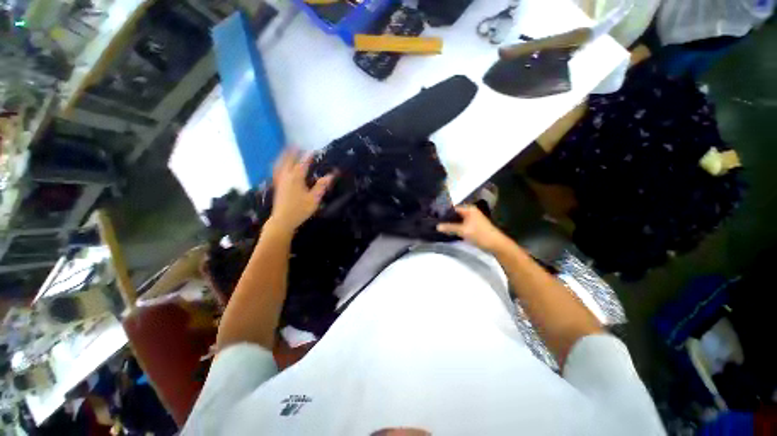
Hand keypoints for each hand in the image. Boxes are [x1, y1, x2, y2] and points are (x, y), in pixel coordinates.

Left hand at [269, 148, 334, 232]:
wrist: (283, 220)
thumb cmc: (300, 209)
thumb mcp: (314, 198)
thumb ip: (322, 186)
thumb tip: (331, 175)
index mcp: (296, 178)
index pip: (303, 164)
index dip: (308, 157)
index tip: (313, 151)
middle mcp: (286, 177)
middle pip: (288, 161)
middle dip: (292, 153)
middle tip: (296, 145)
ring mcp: (280, 181)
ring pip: (280, 165)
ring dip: (283, 157)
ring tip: (286, 151)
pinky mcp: (277, 187)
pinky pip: (276, 171)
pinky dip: (278, 165)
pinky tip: (280, 166)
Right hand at [437, 205, 511, 252]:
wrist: (496, 245)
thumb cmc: (480, 234)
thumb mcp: (463, 231)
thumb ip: (449, 228)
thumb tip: (437, 226)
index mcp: (469, 209)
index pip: (452, 208)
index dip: (443, 212)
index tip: (434, 216)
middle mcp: (470, 212)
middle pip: (454, 214)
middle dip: (446, 218)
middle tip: (434, 222)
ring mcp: (472, 219)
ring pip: (457, 220)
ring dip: (450, 223)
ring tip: (439, 226)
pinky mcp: (472, 226)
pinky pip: (460, 225)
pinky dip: (455, 227)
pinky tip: (448, 231)